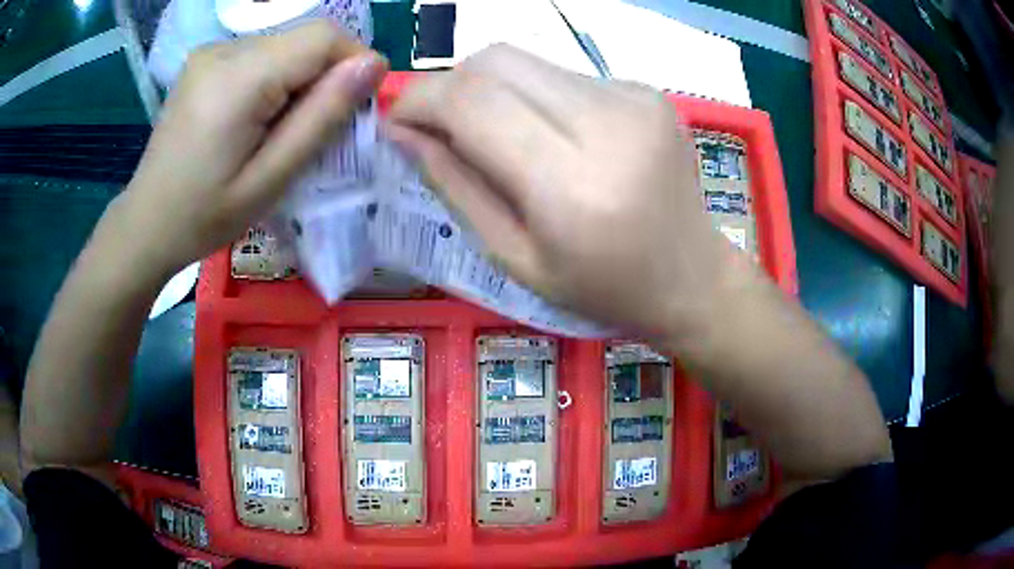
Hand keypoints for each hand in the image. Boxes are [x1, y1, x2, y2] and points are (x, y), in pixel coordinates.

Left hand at [111, 20, 387, 275]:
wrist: (146, 223)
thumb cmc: (204, 216)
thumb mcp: (270, 180)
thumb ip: (321, 117)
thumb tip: (372, 65)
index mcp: (237, 80)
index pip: (323, 36)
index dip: (352, 62)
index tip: (352, 108)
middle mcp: (223, 50)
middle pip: (304, 39)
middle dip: (323, 77)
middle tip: (308, 131)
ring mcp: (211, 52)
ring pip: (285, 46)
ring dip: (298, 80)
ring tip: (275, 131)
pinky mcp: (205, 60)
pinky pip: (261, 54)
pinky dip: (274, 79)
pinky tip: (254, 118)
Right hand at [387, 45, 739, 338]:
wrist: (692, 278)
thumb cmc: (604, 288)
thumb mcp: (516, 260)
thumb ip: (455, 187)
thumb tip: (403, 133)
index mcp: (571, 184)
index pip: (470, 100)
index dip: (418, 100)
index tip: (397, 122)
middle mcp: (607, 123)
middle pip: (495, 60)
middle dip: (449, 86)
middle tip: (441, 128)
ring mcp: (634, 98)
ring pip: (526, 60)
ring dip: (491, 90)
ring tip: (498, 136)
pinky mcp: (646, 90)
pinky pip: (563, 74)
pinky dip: (535, 96)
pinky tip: (551, 135)